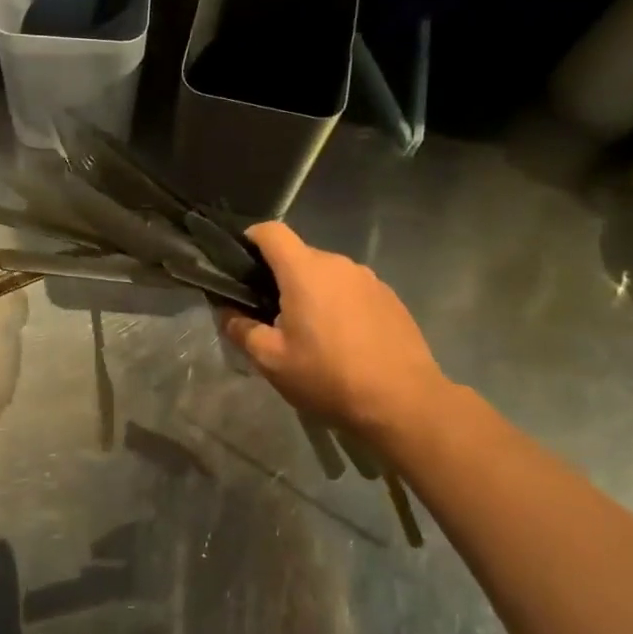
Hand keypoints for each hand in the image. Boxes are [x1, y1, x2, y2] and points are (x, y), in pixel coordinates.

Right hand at [222, 223, 458, 445]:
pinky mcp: (390, 297)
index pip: (271, 231)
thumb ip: (242, 330)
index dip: (250, 239)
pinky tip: (343, 341)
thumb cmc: (329, 377)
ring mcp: (369, 279)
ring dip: (312, 292)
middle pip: (299, 255)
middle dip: (280, 277)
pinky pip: (352, 290)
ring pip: (327, 274)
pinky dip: (339, 304)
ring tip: (310, 333)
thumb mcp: (272, 361)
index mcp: (305, 270)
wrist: (404, 402)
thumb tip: (227, 313)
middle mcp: (338, 264)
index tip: (240, 265)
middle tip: (271, 316)